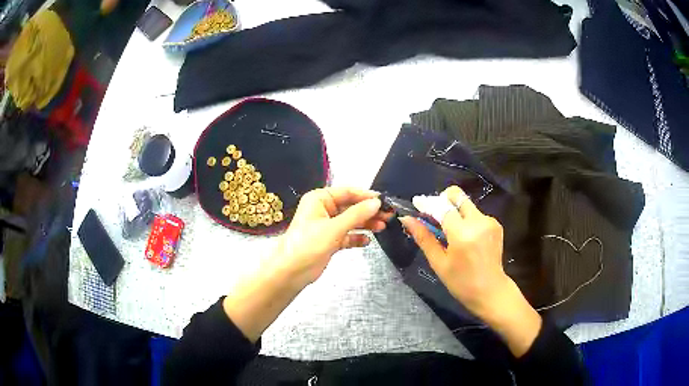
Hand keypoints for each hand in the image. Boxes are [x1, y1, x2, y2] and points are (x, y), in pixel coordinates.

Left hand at [223, 187, 390, 342]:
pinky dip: (356, 237)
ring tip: (382, 227)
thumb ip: (357, 214)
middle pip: (350, 207)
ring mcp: (326, 226)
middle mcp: (323, 210)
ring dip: (365, 224)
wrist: (291, 272)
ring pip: (350, 221)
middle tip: (388, 216)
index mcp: (319, 199)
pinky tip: (367, 241)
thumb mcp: (334, 228)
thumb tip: (376, 202)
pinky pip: (347, 235)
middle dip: (368, 212)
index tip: (383, 201)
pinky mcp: (329, 241)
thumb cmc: (307, 245)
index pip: (347, 192)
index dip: (366, 196)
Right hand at [400, 186, 540, 356]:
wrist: (491, 291)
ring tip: (448, 231)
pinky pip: (475, 213)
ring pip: (466, 204)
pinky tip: (463, 236)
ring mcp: (489, 221)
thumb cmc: (461, 282)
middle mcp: (479, 222)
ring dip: (454, 210)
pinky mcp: (495, 224)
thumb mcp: (439, 263)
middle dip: (442, 200)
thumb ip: (424, 238)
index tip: (416, 203)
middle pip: (457, 196)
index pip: (443, 207)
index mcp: (463, 234)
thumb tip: (407, 219)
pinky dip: (465, 219)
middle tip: (433, 215)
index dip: (428, 203)